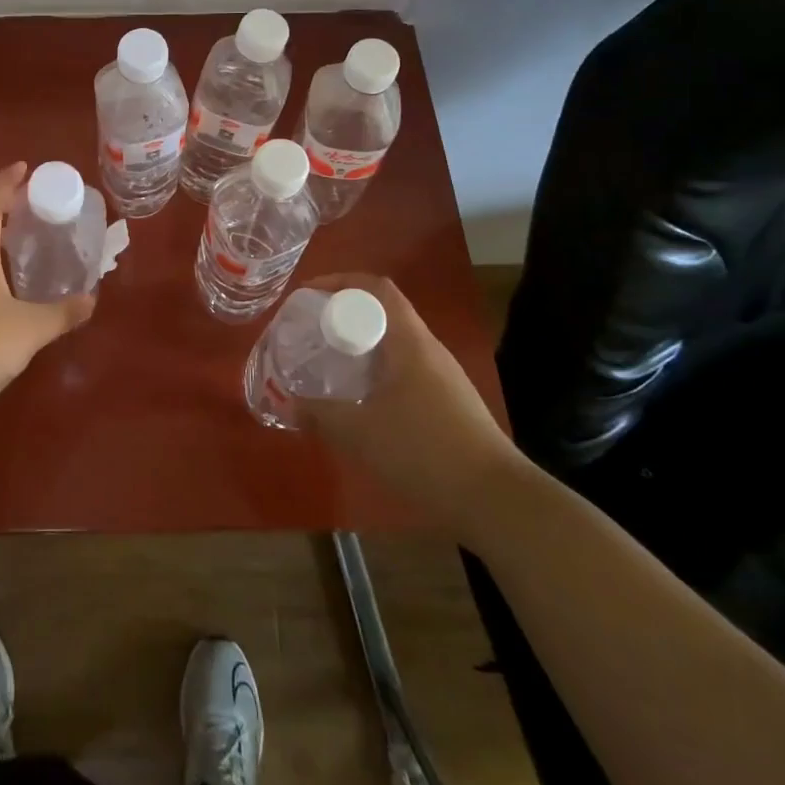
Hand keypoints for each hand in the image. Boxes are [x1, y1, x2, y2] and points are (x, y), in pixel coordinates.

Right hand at [296, 274, 526, 542]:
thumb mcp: (360, 433)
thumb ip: (319, 414)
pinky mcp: (450, 406)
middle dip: (344, 317)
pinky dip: (377, 376)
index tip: (308, 295)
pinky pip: (406, 373)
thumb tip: (286, 404)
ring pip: (395, 347)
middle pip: (383, 315)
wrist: (498, 502)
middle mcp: (429, 351)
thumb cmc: (425, 452)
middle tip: (312, 334)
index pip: (376, 288)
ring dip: (360, 349)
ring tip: (330, 367)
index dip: (340, 281)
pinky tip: (362, 406)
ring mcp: (444, 379)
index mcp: (410, 342)